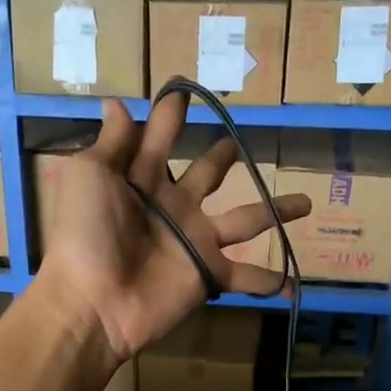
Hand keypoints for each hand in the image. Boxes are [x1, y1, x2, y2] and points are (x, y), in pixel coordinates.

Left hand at [38, 95, 310, 361]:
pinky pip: (245, 277)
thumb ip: (111, 142)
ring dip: (275, 210)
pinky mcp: (208, 274)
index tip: (184, 90)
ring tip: (306, 201)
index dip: (170, 116)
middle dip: (222, 159)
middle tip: (236, 143)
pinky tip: (294, 284)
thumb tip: (116, 101)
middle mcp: (174, 206)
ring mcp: (195, 242)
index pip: (159, 138)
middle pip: (207, 175)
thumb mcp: (90, 175)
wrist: (93, 300)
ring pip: (246, 220)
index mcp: (142, 179)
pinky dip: (270, 281)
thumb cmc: (85, 232)